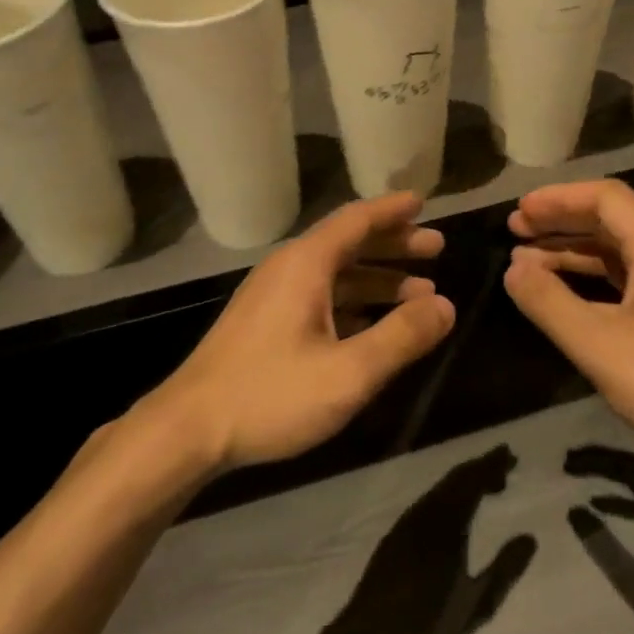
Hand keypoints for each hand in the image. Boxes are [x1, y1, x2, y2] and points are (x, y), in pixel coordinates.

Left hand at [146, 193, 454, 472]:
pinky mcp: (265, 326)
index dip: (392, 210)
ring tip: (419, 294)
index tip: (423, 202)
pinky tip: (374, 326)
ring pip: (335, 275)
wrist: (187, 431)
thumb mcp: (349, 371)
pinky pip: (320, 299)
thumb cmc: (271, 394)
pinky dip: (354, 303)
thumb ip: (402, 337)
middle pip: (348, 244)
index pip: (356, 220)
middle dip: (393, 245)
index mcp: (306, 265)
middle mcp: (288, 271)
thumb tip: (446, 306)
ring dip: (377, 279)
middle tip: (435, 250)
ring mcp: (273, 299)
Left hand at [320, 446, 536, 633]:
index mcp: (449, 522)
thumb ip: (506, 570)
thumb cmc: (430, 620)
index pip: (473, 480)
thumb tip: (530, 538)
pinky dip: (449, 493)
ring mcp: (409, 519)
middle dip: (481, 467)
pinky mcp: (398, 530)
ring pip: (442, 488)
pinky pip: (430, 499)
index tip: (511, 456)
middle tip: (505, 464)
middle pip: (457, 478)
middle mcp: (427, 511)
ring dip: (465, 480)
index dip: (493, 465)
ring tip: (487, 486)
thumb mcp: (478, 604)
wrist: (372, 631)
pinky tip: (456, 510)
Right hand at [502, 179, 633, 465]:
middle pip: (609, 219)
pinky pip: (622, 278)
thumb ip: (549, 303)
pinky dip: (587, 276)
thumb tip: (512, 269)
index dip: (559, 198)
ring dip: (570, 249)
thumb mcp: (599, 346)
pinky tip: (561, 291)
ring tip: (524, 260)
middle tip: (515, 229)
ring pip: (614, 250)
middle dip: (560, 219)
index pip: (606, 198)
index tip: (520, 211)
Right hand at [565, 445, 633, 633]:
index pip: (626, 467)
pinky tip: (600, 505)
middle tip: (569, 462)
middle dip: (600, 461)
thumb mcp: (631, 579)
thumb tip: (573, 509)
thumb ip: (600, 543)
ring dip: (609, 476)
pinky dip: (621, 496)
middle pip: (633, 467)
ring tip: (579, 475)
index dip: (596, 460)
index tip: (568, 461)